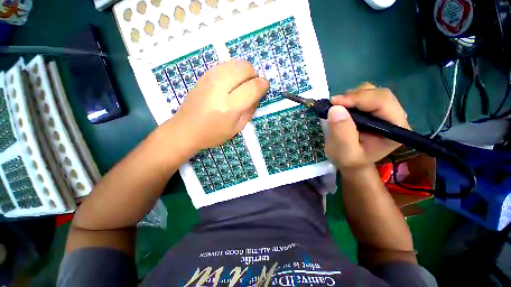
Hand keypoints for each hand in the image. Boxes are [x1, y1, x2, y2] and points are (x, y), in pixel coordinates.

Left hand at [168, 60, 268, 150]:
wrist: (185, 129)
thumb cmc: (213, 133)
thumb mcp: (237, 128)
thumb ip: (250, 109)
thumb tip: (259, 93)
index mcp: (229, 106)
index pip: (253, 87)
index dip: (263, 85)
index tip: (264, 87)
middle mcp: (219, 88)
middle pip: (245, 68)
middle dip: (254, 75)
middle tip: (253, 87)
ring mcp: (209, 78)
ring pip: (236, 63)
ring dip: (245, 72)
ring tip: (242, 85)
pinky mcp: (204, 75)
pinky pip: (226, 64)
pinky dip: (234, 70)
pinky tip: (232, 82)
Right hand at [325, 83, 409, 170]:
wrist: (351, 161)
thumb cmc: (349, 160)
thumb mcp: (344, 152)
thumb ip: (342, 132)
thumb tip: (335, 108)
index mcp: (395, 129)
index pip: (383, 103)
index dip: (359, 99)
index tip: (335, 103)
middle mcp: (394, 117)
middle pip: (378, 94)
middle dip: (354, 97)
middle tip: (333, 105)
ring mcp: (384, 111)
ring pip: (371, 91)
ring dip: (351, 96)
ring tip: (337, 108)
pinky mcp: (374, 109)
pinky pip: (363, 95)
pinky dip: (349, 98)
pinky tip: (342, 108)